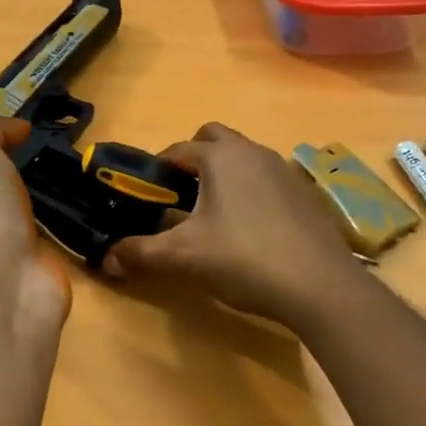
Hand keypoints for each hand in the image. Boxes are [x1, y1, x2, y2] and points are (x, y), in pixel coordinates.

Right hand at [104, 123, 360, 329]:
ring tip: (213, 217)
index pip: (179, 149)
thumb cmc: (244, 258)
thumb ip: (141, 253)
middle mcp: (254, 153)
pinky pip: (267, 180)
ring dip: (224, 176)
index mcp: (222, 157)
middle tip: (180, 197)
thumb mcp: (184, 257)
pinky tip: (251, 232)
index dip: (157, 169)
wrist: (320, 285)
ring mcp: (285, 171)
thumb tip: (105, 259)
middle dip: (193, 160)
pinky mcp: (305, 194)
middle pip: (214, 140)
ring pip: (244, 159)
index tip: (146, 195)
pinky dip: (251, 193)